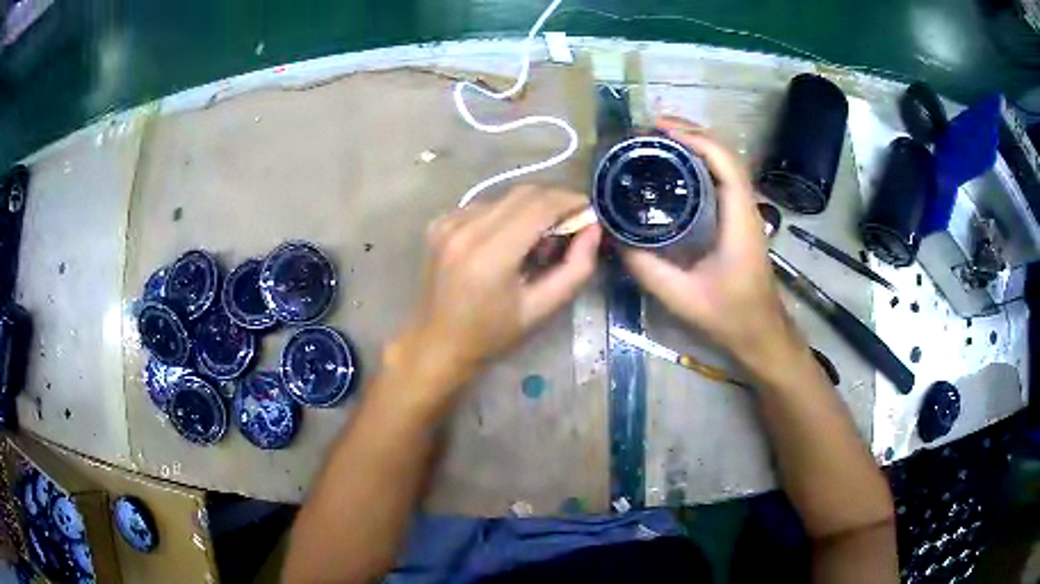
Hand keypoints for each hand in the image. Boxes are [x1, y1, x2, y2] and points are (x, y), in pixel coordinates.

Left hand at [386, 185, 601, 405]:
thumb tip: (593, 228)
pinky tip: (506, 243)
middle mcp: (465, 229)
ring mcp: (448, 223)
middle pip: (523, 193)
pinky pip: (483, 206)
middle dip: (554, 201)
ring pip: (504, 198)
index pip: (539, 205)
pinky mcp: (439, 223)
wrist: (438, 342)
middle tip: (571, 224)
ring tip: (537, 242)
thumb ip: (575, 268)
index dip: (570, 201)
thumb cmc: (492, 334)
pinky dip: (504, 216)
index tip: (589, 211)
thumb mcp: (542, 309)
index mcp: (489, 255)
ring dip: (529, 210)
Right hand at [621, 117, 792, 360]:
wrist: (761, 333)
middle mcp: (746, 207)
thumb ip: (646, 268)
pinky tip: (677, 166)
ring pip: (725, 163)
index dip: (695, 138)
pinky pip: (722, 178)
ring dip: (697, 144)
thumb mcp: (681, 297)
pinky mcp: (739, 219)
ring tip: (660, 139)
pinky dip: (701, 162)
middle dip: (691, 133)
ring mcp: (745, 212)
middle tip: (651, 129)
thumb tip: (613, 237)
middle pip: (725, 154)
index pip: (725, 163)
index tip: (660, 129)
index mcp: (739, 220)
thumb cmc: (729, 316)